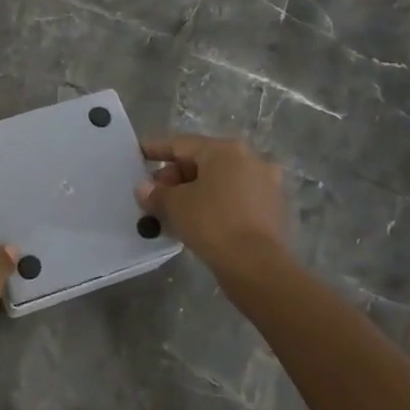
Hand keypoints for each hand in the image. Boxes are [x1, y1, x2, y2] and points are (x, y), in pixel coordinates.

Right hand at [137, 134, 293, 287]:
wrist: (256, 265)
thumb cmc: (212, 223)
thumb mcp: (175, 205)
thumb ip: (156, 193)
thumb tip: (143, 188)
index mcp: (225, 150)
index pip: (181, 144)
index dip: (155, 149)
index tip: (137, 154)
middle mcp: (250, 160)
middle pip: (202, 161)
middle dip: (174, 176)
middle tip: (153, 194)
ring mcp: (265, 184)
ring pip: (219, 182)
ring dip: (193, 192)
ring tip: (171, 210)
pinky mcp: (271, 209)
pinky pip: (233, 199)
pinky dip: (213, 204)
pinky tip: (195, 220)